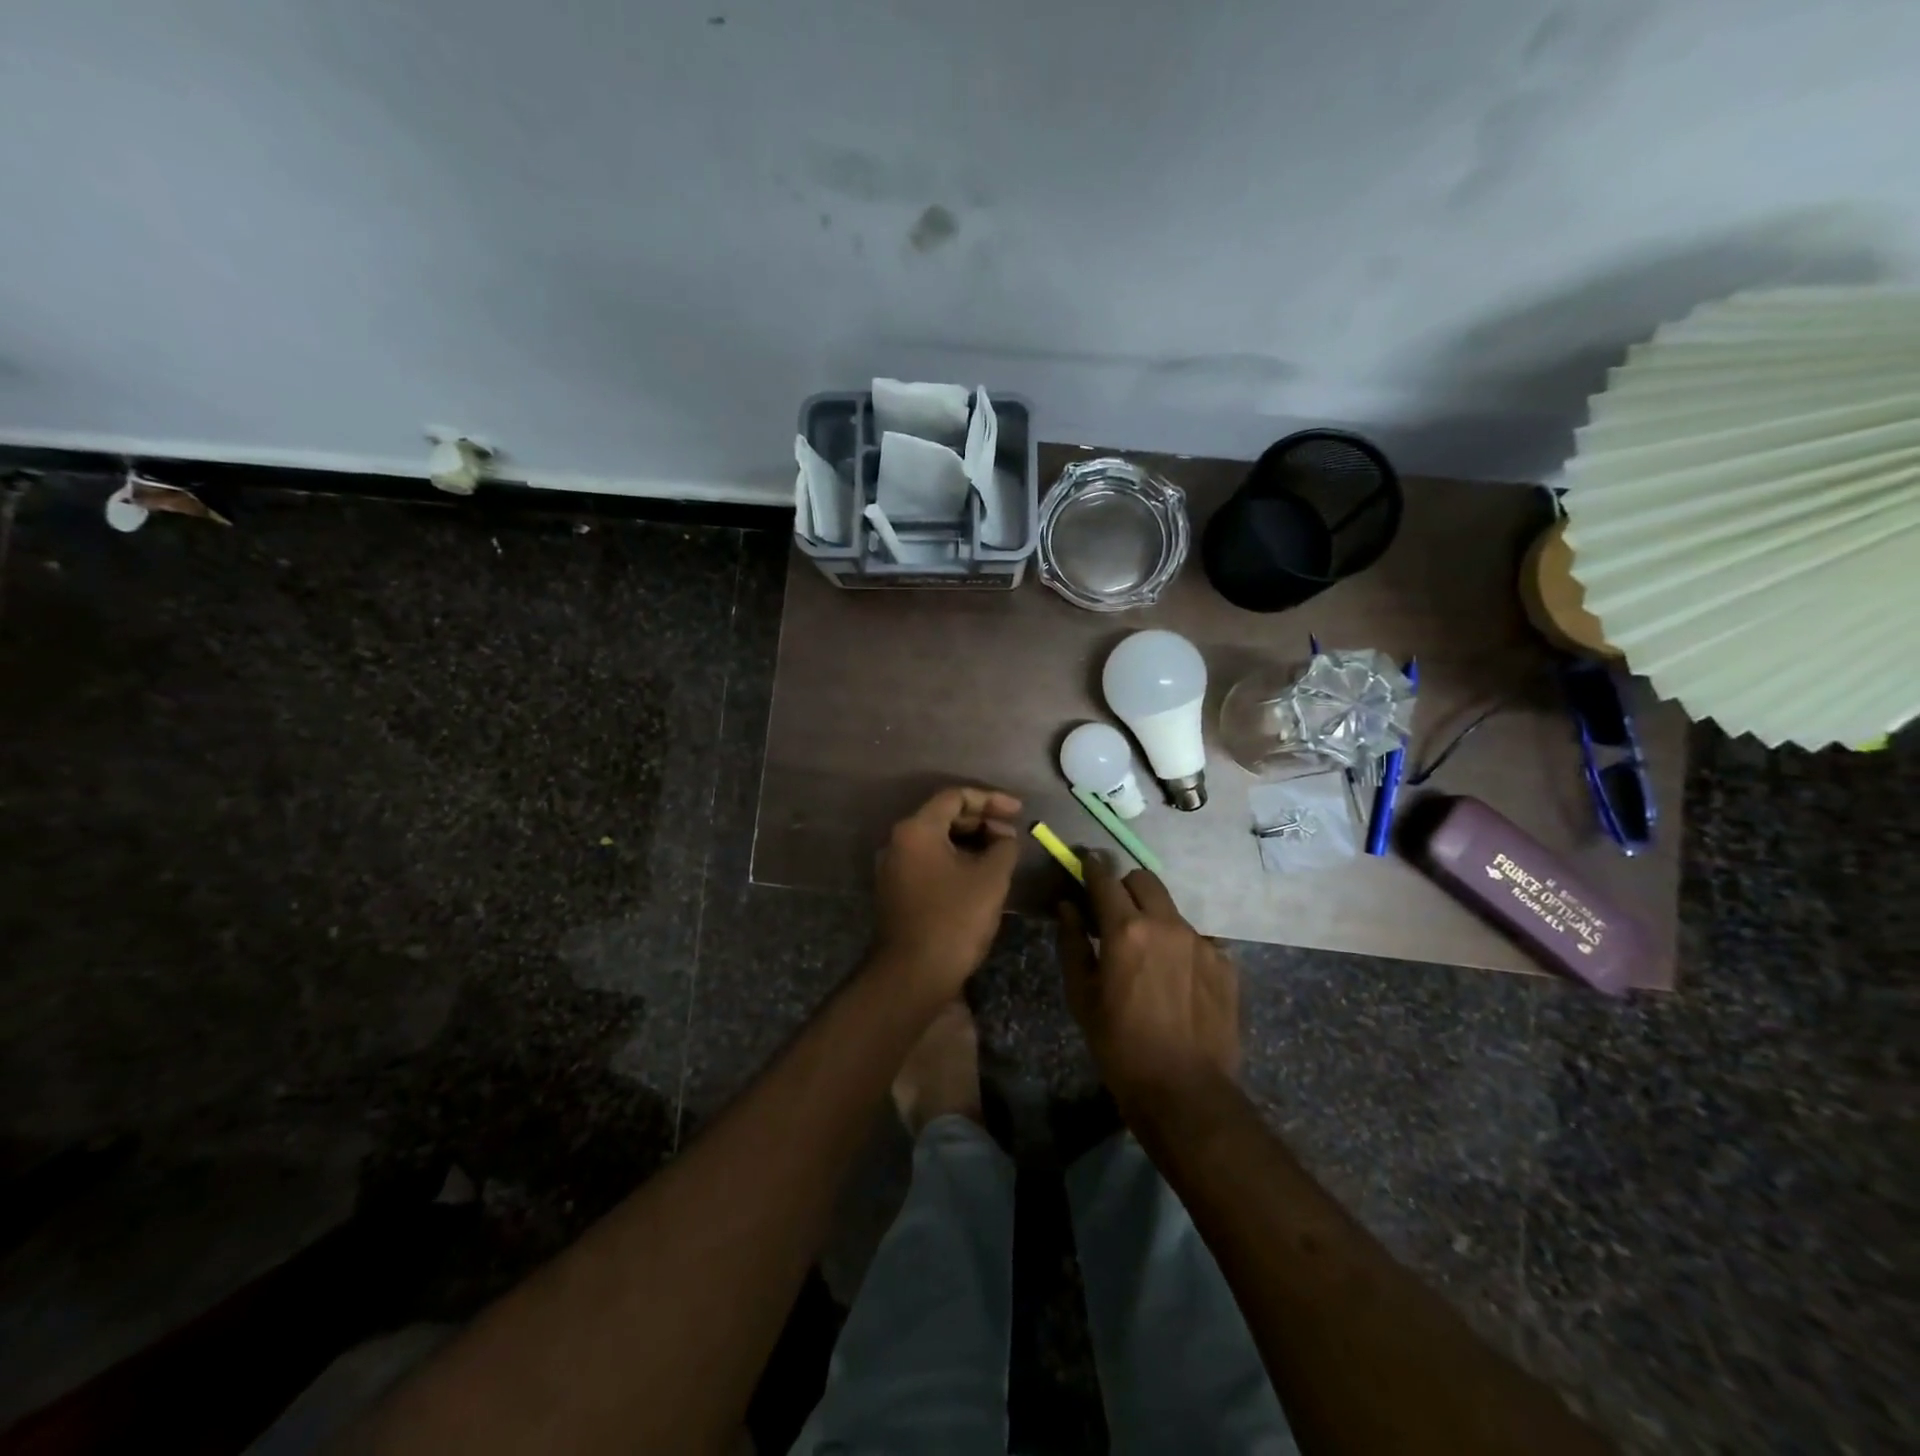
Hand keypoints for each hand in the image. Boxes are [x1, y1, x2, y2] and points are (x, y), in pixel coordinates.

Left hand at [872, 787, 1022, 999]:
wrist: (913, 975)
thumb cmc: (954, 919)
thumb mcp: (991, 878)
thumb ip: (1004, 847)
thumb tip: (1005, 838)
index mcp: (917, 829)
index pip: (956, 797)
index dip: (991, 800)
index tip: (1019, 812)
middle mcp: (899, 841)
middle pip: (944, 816)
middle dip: (982, 821)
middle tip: (1013, 834)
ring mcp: (894, 867)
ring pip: (937, 840)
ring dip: (971, 842)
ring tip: (1002, 854)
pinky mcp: (897, 890)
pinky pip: (930, 861)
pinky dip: (956, 860)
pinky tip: (981, 874)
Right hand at [1056, 852, 1240, 1112]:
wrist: (1185, 1091)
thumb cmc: (1119, 1045)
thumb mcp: (1081, 996)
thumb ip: (1073, 942)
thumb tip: (1067, 906)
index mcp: (1126, 929)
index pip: (1105, 879)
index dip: (1092, 866)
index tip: (1085, 860)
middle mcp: (1166, 924)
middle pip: (1144, 880)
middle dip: (1125, 886)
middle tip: (1115, 912)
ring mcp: (1201, 942)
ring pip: (1171, 909)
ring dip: (1154, 917)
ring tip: (1149, 954)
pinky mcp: (1225, 963)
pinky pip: (1197, 939)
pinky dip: (1181, 947)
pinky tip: (1177, 980)